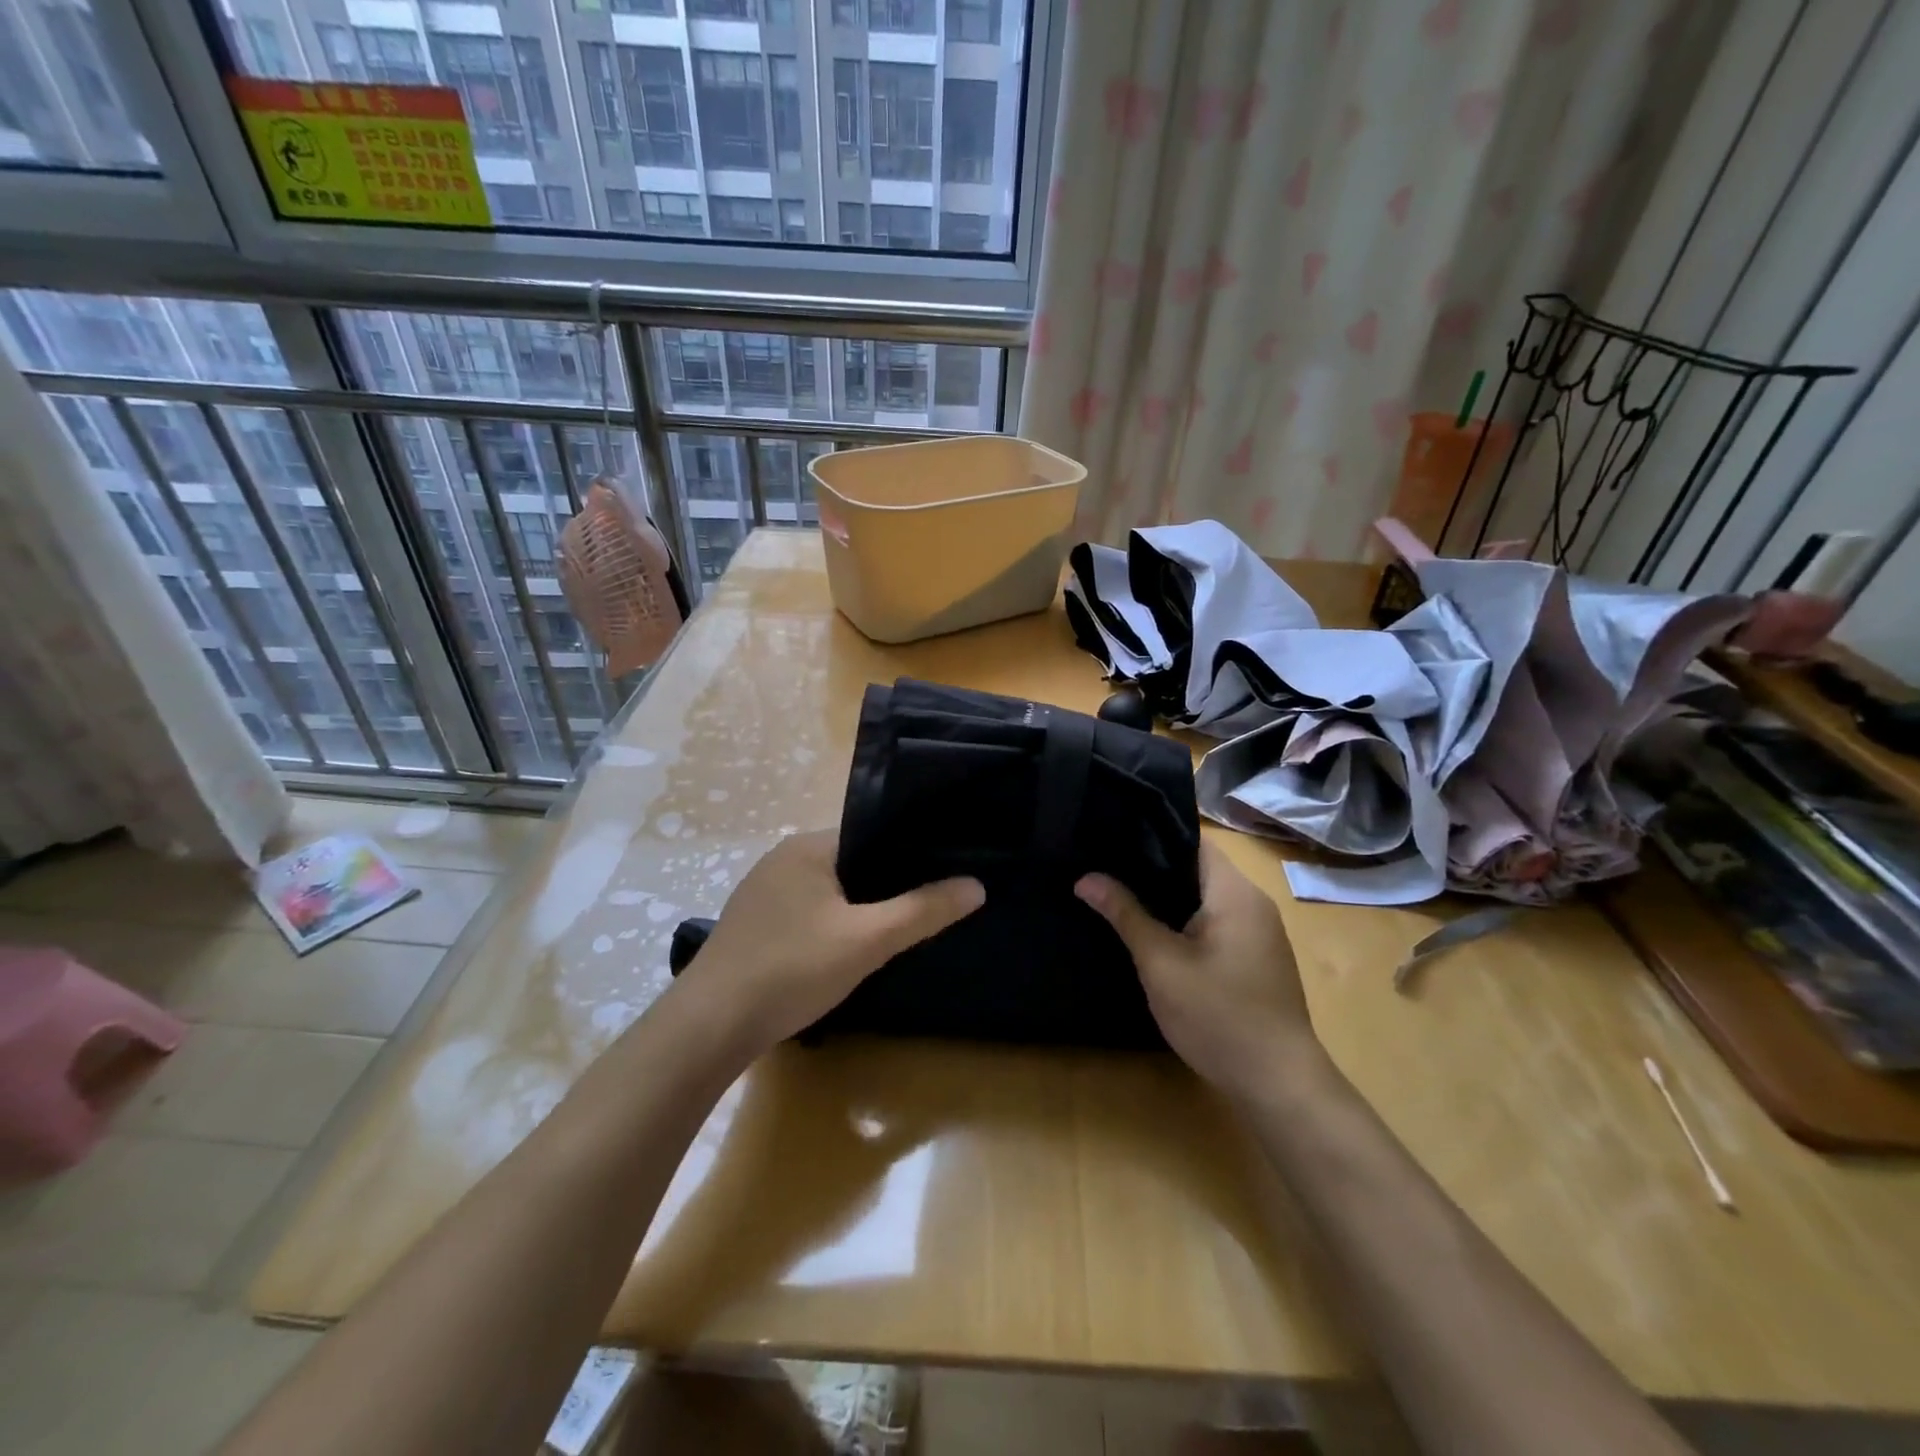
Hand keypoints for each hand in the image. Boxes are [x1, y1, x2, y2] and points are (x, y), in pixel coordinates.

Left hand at [681, 829, 983, 1056]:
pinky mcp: (752, 926)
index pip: (871, 835)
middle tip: (926, 910)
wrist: (708, 1028)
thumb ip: (923, 910)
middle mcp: (782, 859)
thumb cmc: (791, 969)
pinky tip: (844, 955)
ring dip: (857, 910)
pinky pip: (806, 914)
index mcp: (807, 846)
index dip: (909, 854)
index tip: (943, 876)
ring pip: (828, 892)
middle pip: (851, 863)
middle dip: (886, 886)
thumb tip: (976, 885)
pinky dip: (830, 927)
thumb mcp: (867, 940)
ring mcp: (762, 893)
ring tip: (894, 933)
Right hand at [1076, 840, 1313, 1100]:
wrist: (1278, 1085)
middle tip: (1105, 866)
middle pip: (1198, 869)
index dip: (1152, 835)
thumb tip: (1086, 878)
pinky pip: (1217, 923)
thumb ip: (1125, 914)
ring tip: (1120, 893)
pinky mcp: (1257, 959)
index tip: (1111, 837)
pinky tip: (1155, 934)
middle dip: (1152, 868)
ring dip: (1169, 898)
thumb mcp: (1161, 964)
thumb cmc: (1218, 1015)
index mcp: (1235, 892)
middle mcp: (1254, 903)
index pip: (1193, 841)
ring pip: (1206, 899)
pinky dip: (1186, 921)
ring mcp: (1260, 933)